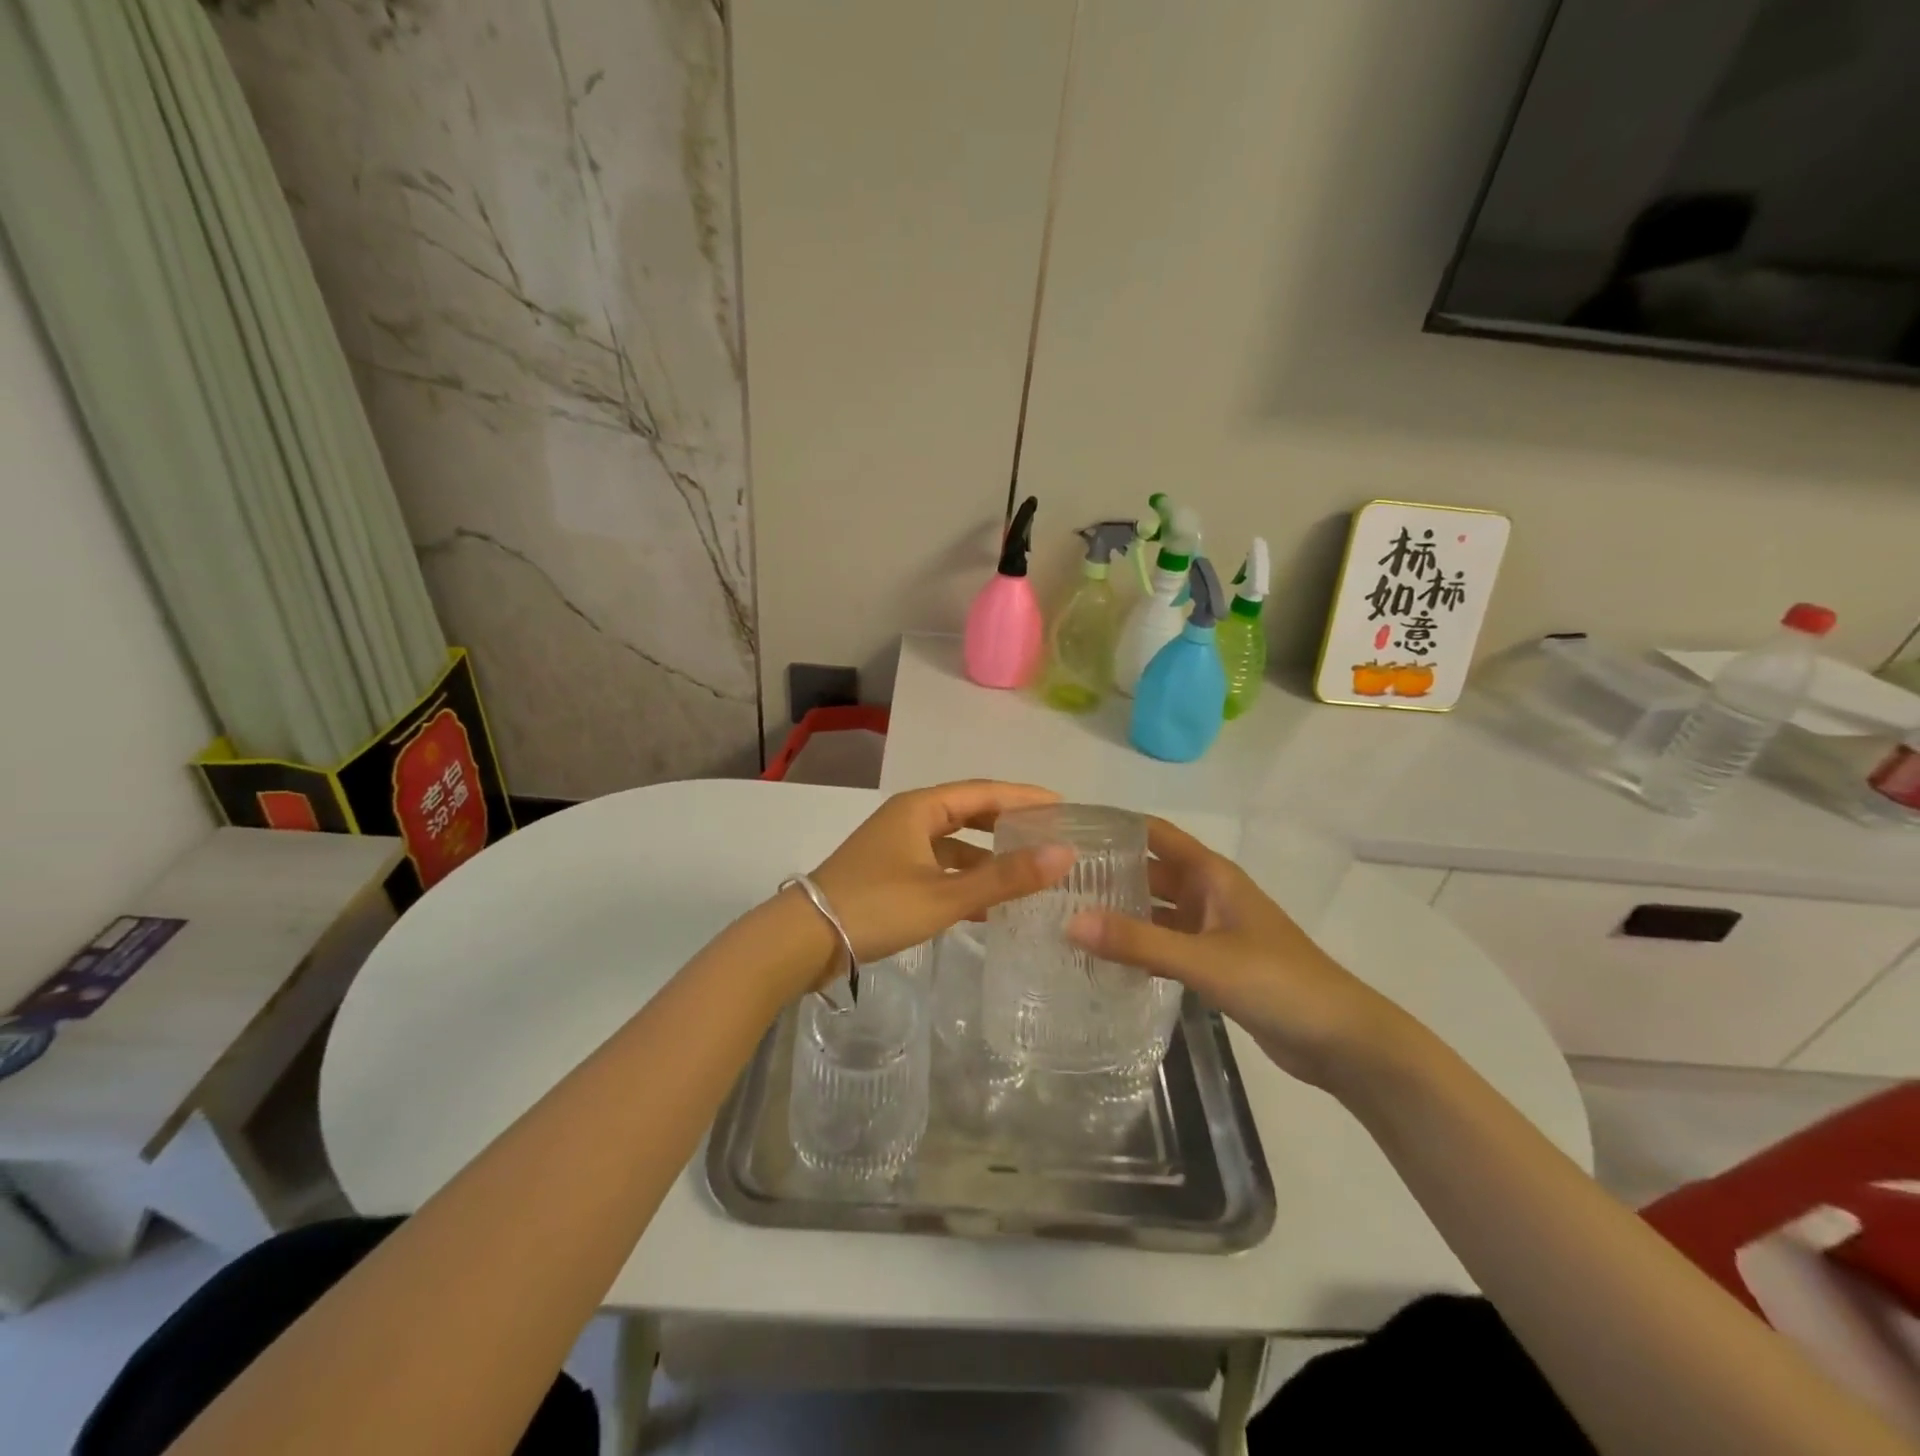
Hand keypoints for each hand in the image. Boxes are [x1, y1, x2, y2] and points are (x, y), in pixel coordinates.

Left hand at [803, 780, 1074, 983]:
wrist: (803, 940)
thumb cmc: (876, 906)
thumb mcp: (945, 894)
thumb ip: (1004, 877)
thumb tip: (1064, 854)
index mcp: (921, 808)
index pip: (985, 792)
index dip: (1025, 797)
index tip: (1064, 806)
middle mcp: (909, 818)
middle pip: (970, 813)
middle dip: (1009, 823)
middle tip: (1050, 835)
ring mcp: (897, 846)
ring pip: (954, 844)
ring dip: (988, 856)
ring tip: (1028, 872)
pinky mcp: (889, 874)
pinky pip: (939, 868)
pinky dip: (965, 880)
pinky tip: (988, 906)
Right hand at [1067, 817, 1400, 1087]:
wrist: (1341, 1040)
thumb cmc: (1277, 982)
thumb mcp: (1203, 959)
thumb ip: (1138, 942)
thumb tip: (1070, 922)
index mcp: (1211, 875)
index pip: (1154, 835)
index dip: (1115, 827)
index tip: (1067, 830)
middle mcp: (1208, 894)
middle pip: (1150, 873)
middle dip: (1108, 873)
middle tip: (1053, 881)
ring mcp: (1211, 929)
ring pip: (1155, 911)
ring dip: (1120, 913)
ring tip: (1066, 916)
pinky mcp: (1213, 963)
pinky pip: (1164, 945)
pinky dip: (1137, 947)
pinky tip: (1102, 959)